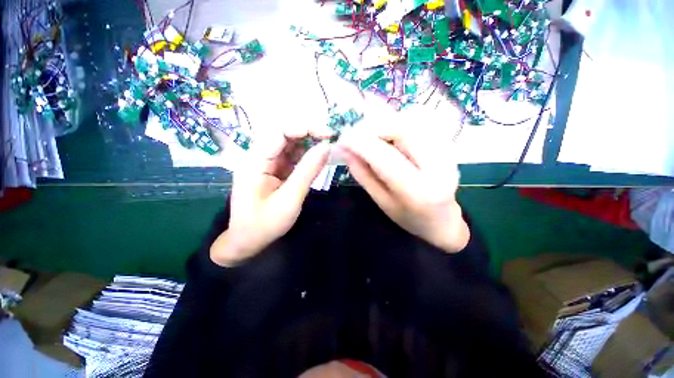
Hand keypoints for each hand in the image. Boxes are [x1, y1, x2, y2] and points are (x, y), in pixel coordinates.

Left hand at [210, 127, 330, 266]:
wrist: (248, 241)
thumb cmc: (265, 223)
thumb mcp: (290, 198)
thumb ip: (308, 171)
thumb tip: (327, 147)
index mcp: (255, 161)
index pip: (279, 132)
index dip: (304, 127)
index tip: (327, 133)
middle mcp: (259, 157)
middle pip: (285, 135)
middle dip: (309, 133)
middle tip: (331, 139)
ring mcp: (267, 163)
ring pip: (290, 145)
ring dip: (309, 143)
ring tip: (328, 146)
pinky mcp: (275, 170)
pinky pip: (292, 157)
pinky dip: (306, 155)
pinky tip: (318, 157)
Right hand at [337, 112, 469, 252]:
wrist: (443, 220)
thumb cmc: (409, 217)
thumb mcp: (381, 201)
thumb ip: (363, 175)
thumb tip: (345, 151)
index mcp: (417, 190)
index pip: (384, 156)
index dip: (360, 143)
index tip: (342, 139)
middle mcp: (438, 166)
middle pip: (402, 129)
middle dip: (374, 126)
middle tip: (357, 134)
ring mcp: (447, 152)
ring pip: (412, 121)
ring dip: (386, 124)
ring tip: (373, 138)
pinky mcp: (449, 144)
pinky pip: (420, 123)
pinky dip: (399, 125)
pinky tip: (391, 138)